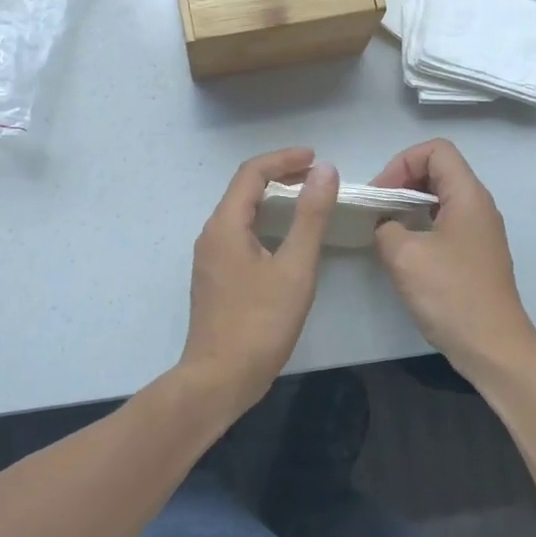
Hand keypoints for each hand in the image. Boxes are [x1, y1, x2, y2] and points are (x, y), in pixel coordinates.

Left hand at [177, 148, 339, 417]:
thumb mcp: (295, 268)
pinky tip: (286, 238)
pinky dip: (265, 222)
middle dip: (279, 175)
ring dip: (272, 199)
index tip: (316, 157)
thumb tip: (325, 171)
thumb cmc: (260, 323)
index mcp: (225, 226)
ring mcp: (210, 258)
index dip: (284, 159)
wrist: (219, 379)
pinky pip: (240, 234)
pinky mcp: (216, 278)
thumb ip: (311, 216)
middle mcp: (211, 235)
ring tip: (306, 198)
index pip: (251, 173)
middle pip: (243, 190)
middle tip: (316, 175)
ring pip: (241, 213)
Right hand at [371, 139, 535, 376]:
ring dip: (409, 204)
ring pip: (441, 198)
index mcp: (468, 196)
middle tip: (376, 208)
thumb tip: (385, 225)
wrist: (493, 347)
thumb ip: (385, 227)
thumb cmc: (451, 295)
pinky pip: (446, 222)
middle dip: (402, 181)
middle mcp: (479, 206)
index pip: (436, 151)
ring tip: (384, 227)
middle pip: (439, 170)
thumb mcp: (404, 256)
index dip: (402, 162)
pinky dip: (421, 224)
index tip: (380, 193)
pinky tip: (403, 250)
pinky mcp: (476, 254)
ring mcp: (480, 231)